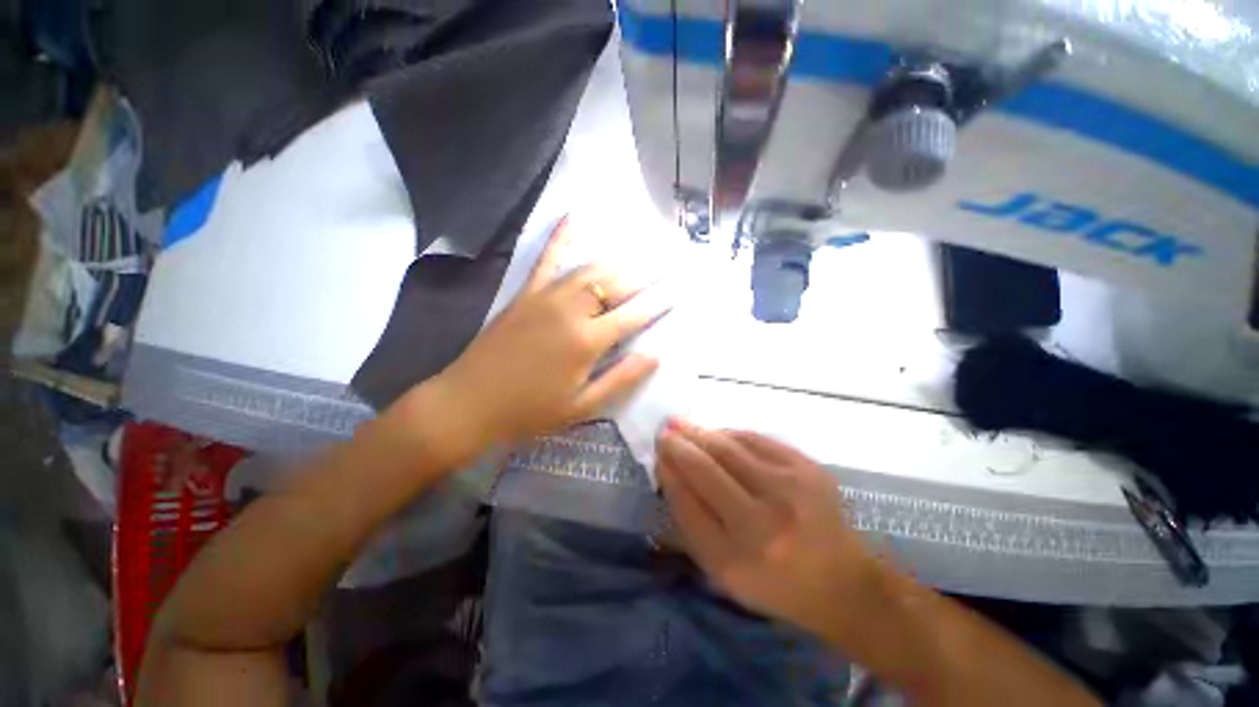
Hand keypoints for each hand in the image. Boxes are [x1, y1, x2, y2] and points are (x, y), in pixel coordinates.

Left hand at [428, 218, 669, 455]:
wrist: (469, 403)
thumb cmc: (530, 411)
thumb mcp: (582, 406)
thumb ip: (621, 378)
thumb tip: (654, 356)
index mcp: (586, 341)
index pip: (632, 316)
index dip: (656, 304)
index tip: (676, 292)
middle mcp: (570, 310)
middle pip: (613, 286)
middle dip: (641, 278)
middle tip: (662, 269)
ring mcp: (545, 297)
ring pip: (588, 270)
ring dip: (615, 263)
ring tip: (636, 256)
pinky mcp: (525, 293)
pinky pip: (544, 260)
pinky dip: (559, 238)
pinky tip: (571, 217)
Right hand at [657, 421, 877, 637]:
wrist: (842, 581)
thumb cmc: (773, 581)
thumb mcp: (723, 570)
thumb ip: (691, 521)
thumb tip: (669, 470)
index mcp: (738, 559)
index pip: (688, 503)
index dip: (669, 474)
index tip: (657, 456)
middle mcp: (764, 523)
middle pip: (708, 469)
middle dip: (679, 445)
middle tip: (663, 431)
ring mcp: (790, 490)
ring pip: (730, 448)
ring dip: (700, 432)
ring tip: (680, 424)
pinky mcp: (807, 468)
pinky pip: (756, 439)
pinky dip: (729, 433)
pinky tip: (715, 432)